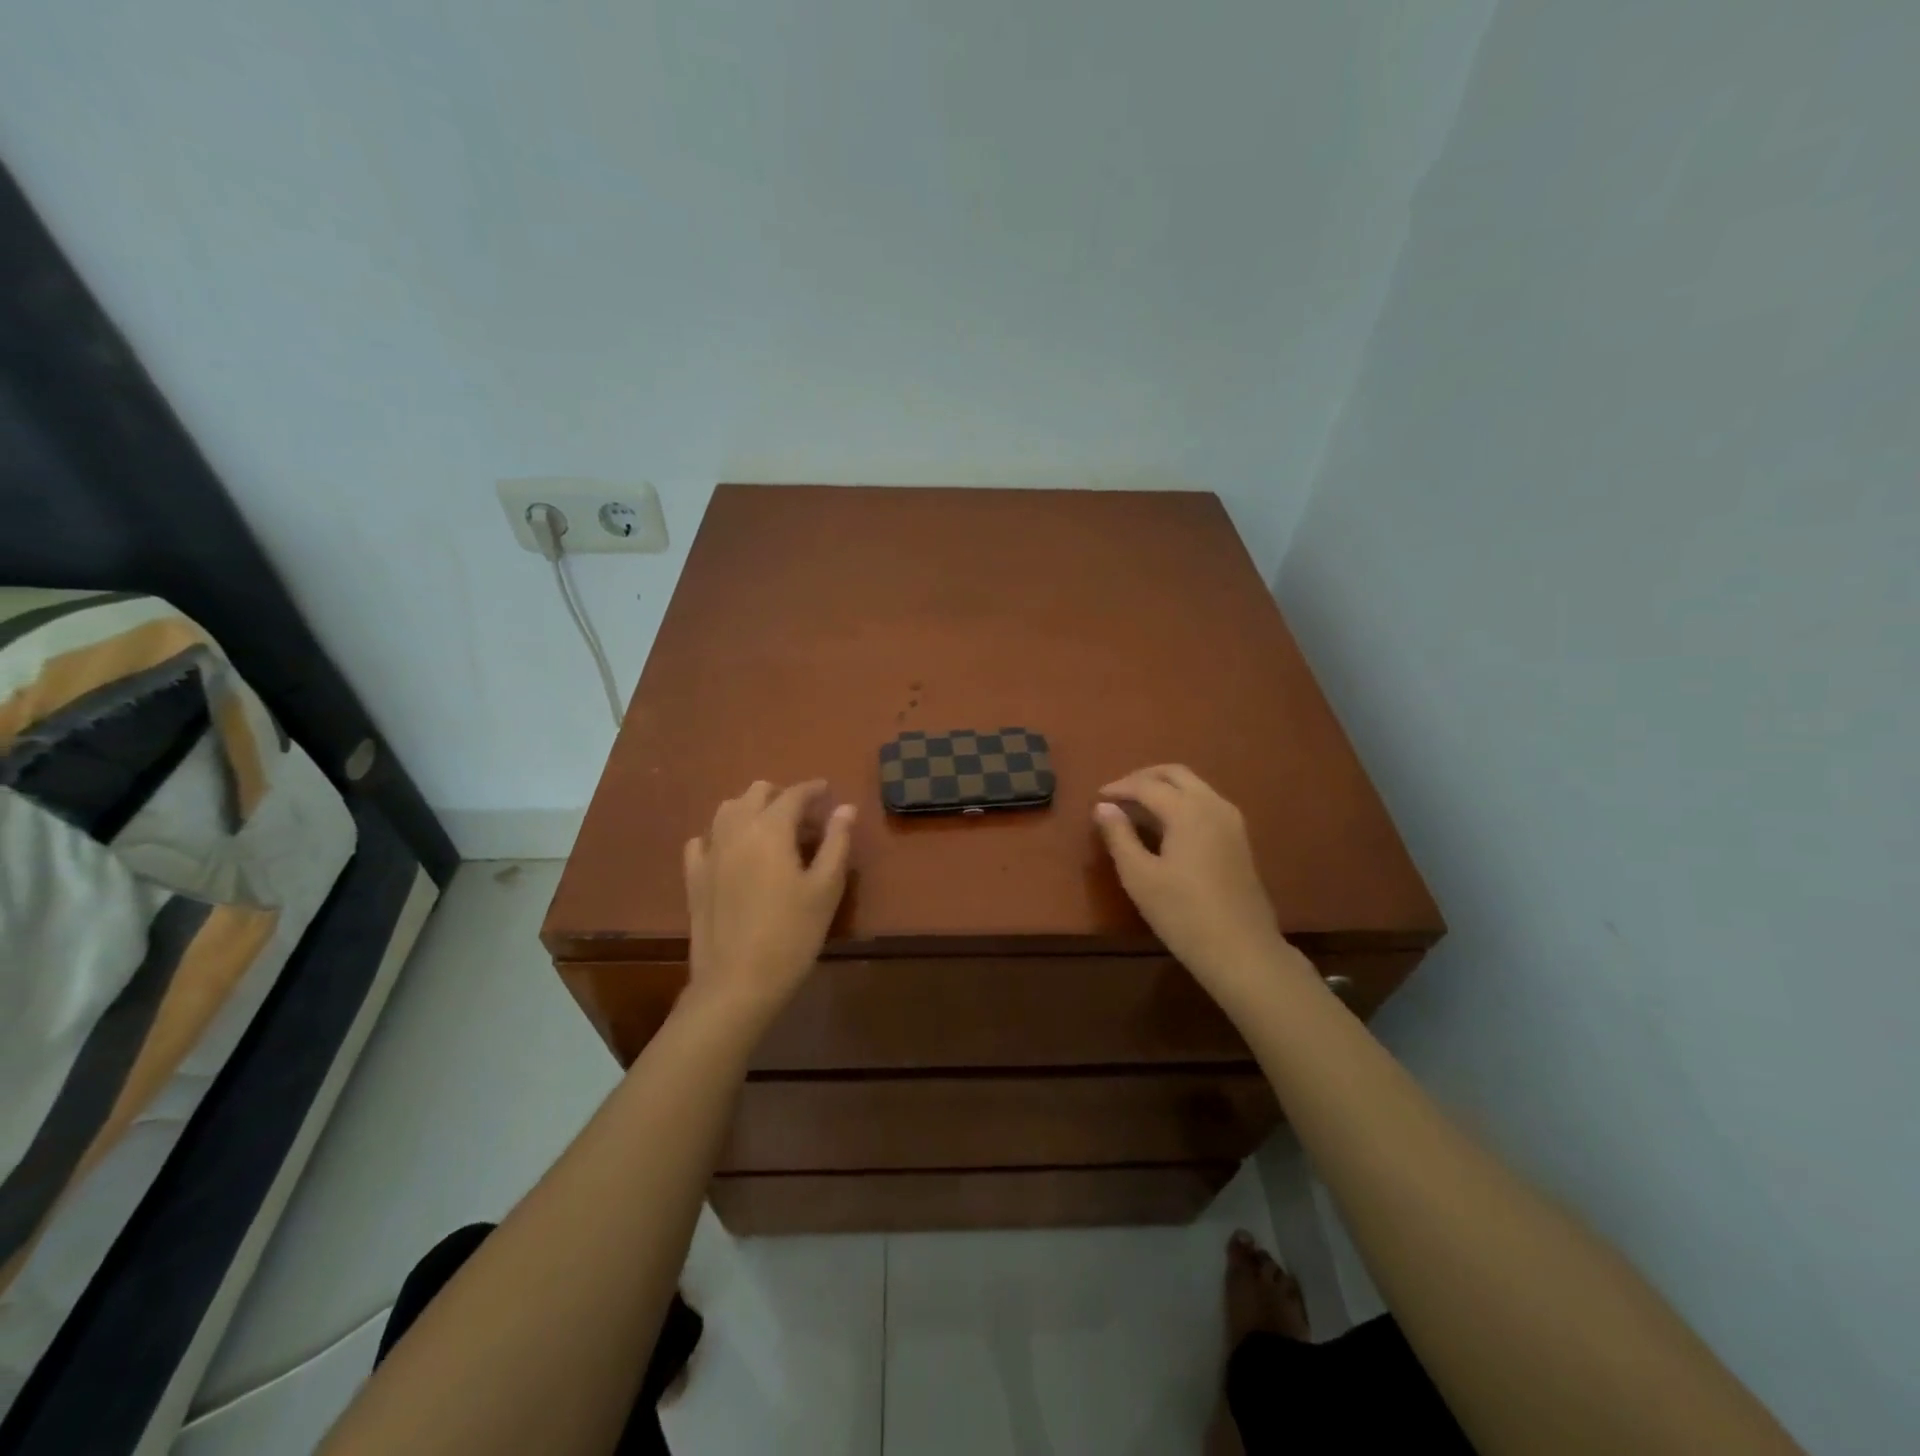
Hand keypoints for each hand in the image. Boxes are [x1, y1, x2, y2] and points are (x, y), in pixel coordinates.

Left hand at [682, 780, 854, 1026]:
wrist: (737, 982)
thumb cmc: (792, 934)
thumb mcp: (826, 888)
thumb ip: (836, 842)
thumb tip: (846, 808)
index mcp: (771, 829)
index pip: (794, 794)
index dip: (813, 789)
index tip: (828, 791)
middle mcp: (736, 830)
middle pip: (756, 793)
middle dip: (782, 795)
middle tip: (804, 816)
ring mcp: (709, 853)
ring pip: (727, 809)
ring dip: (751, 809)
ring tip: (771, 830)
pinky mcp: (693, 877)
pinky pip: (703, 840)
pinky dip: (721, 835)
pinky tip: (732, 851)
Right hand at [1094, 765, 1307, 1008]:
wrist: (1241, 950)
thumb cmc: (1182, 914)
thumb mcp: (1139, 876)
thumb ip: (1119, 836)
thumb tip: (1103, 807)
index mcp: (1188, 810)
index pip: (1147, 785)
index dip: (1119, 788)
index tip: (1098, 797)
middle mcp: (1213, 805)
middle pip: (1175, 774)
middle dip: (1144, 778)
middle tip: (1118, 794)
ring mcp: (1231, 821)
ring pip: (1194, 786)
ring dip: (1164, 788)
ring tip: (1137, 808)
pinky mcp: (1239, 838)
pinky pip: (1206, 802)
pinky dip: (1181, 801)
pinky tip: (1166, 825)